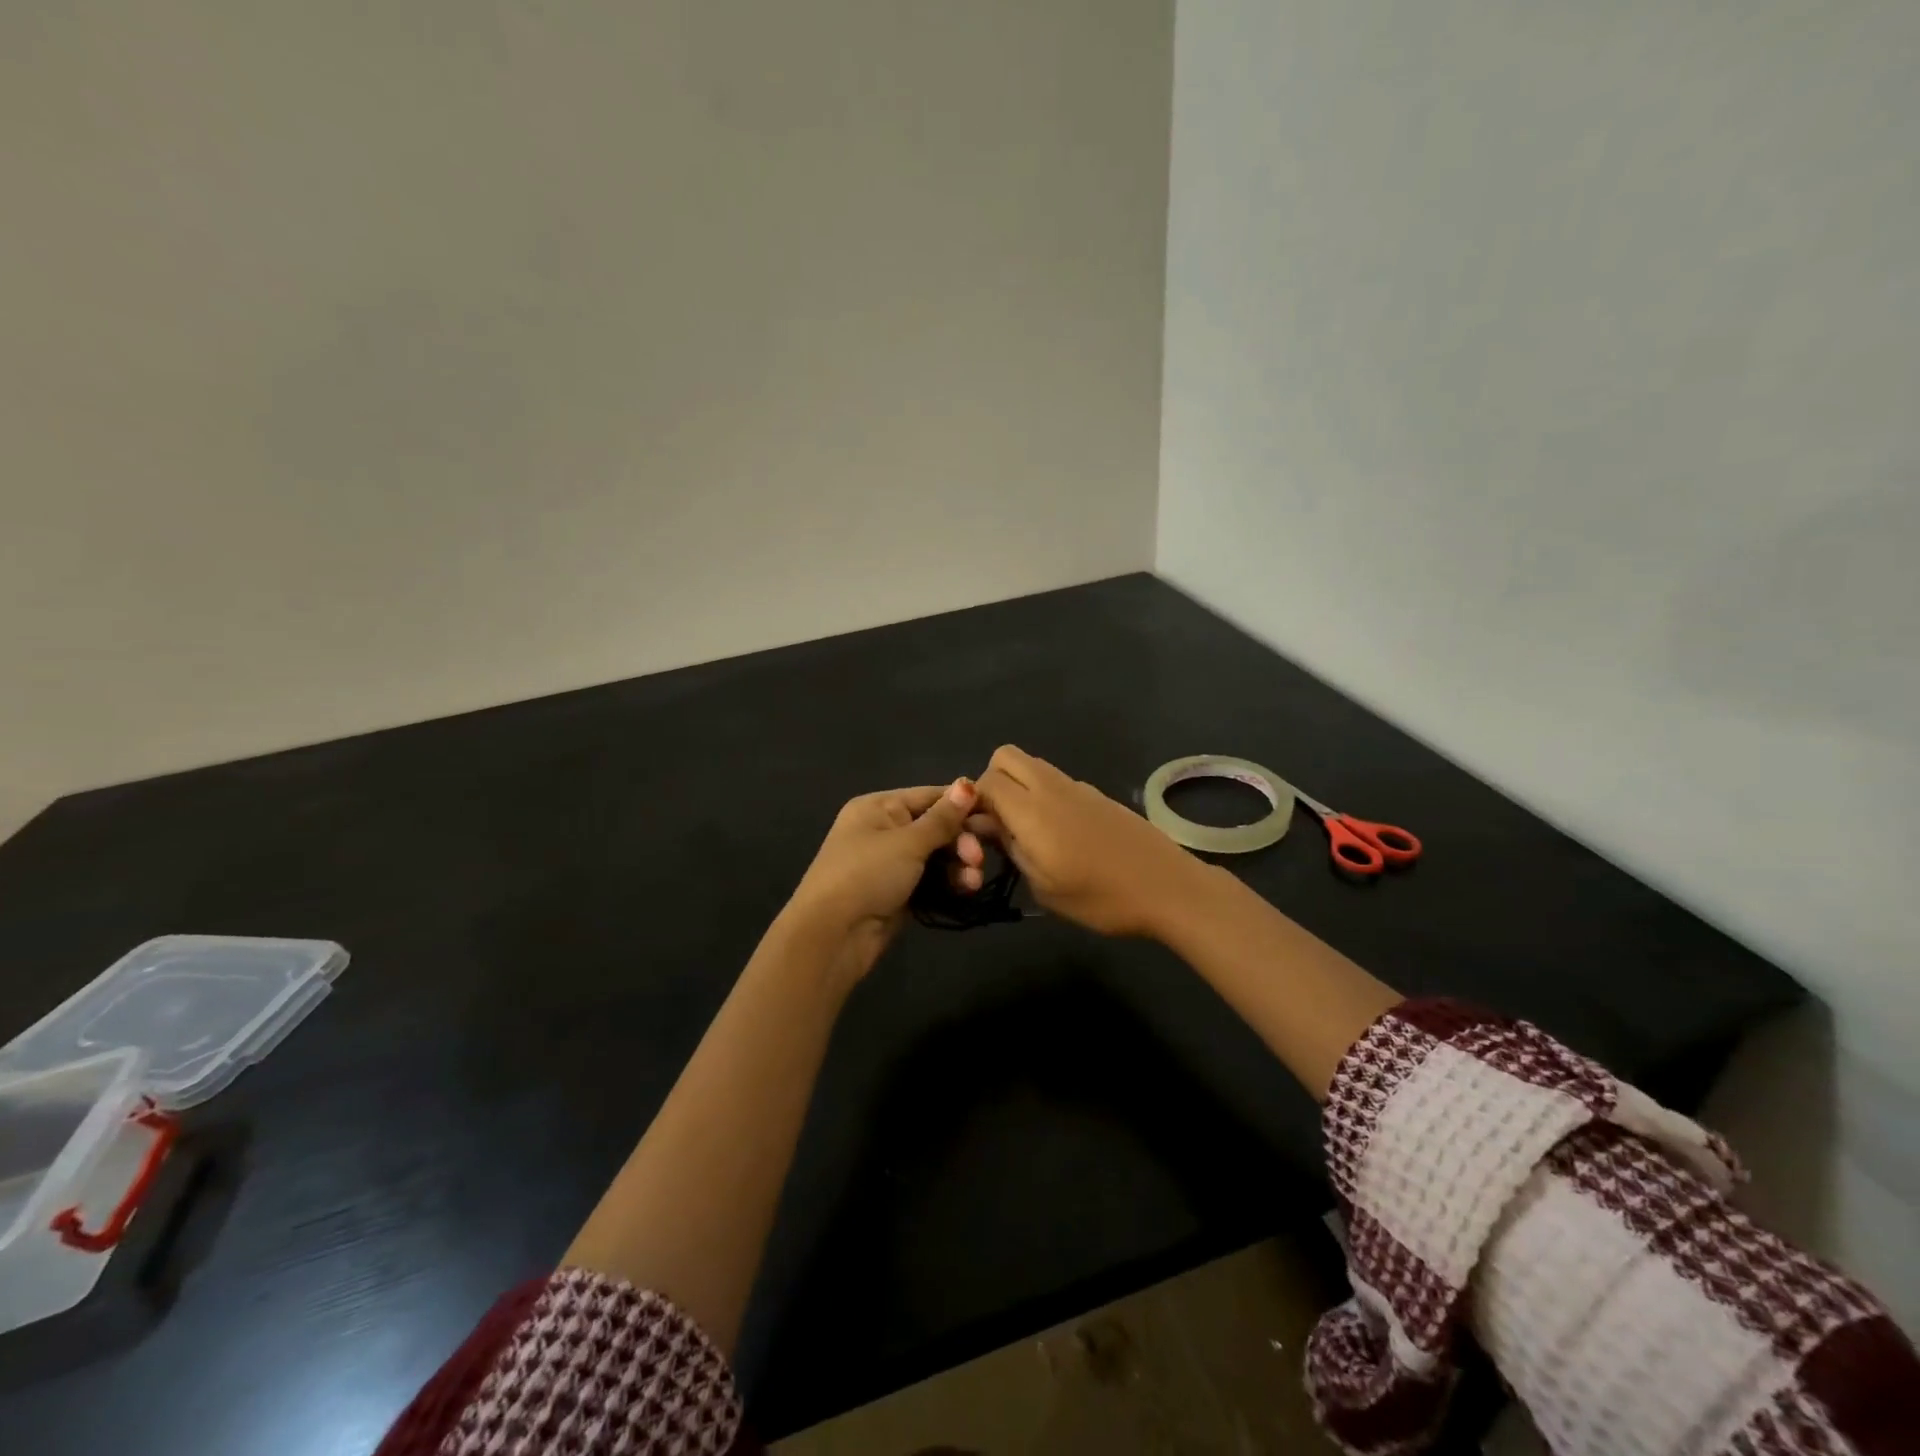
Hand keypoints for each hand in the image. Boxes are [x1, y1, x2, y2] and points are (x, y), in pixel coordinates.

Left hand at [780, 779, 982, 982]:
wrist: (831, 936)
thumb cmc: (866, 875)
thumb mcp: (907, 842)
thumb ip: (942, 818)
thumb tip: (968, 783)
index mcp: (878, 807)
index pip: (930, 796)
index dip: (963, 804)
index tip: (996, 815)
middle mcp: (884, 829)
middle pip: (936, 826)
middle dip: (962, 841)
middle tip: (977, 859)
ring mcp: (890, 863)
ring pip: (937, 855)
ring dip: (959, 865)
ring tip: (972, 882)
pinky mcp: (898, 892)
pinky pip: (931, 879)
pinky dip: (949, 883)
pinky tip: (966, 890)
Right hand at [972, 745, 1207, 937]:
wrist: (1167, 888)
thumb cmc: (1100, 898)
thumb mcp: (1043, 886)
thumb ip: (1011, 849)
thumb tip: (988, 826)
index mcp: (1032, 810)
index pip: (985, 781)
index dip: (973, 802)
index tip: (979, 832)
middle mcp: (1051, 787)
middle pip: (1006, 756)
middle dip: (992, 781)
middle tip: (1000, 821)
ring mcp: (1078, 786)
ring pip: (1032, 765)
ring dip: (1019, 785)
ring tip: (1027, 829)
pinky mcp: (1097, 794)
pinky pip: (1056, 780)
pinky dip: (1044, 794)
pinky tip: (1060, 833)